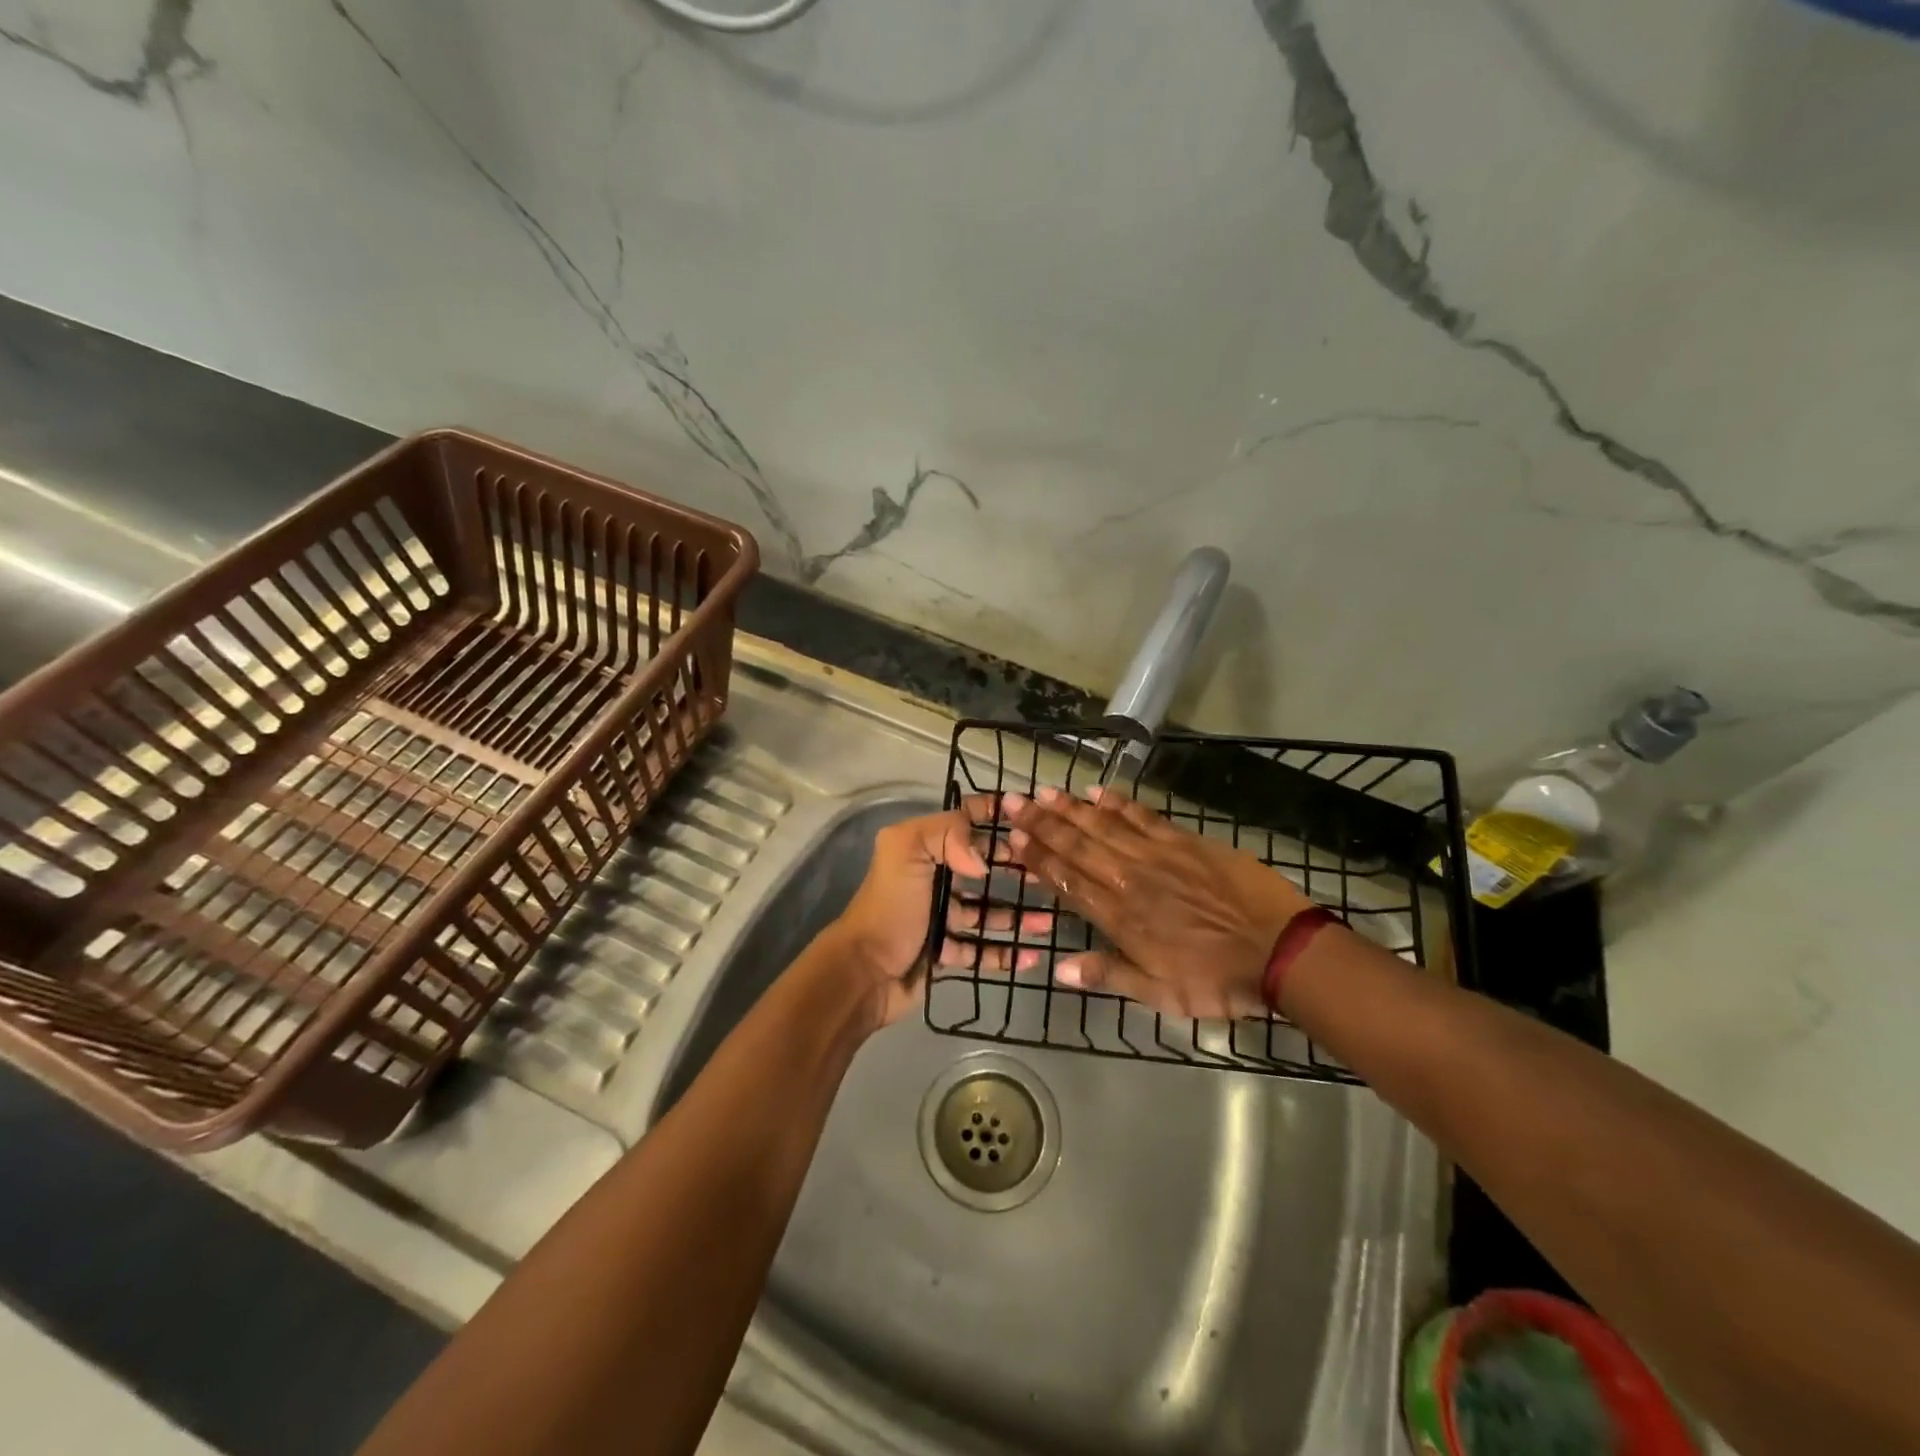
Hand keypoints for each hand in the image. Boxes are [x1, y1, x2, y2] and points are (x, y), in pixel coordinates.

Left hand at [828, 796, 1052, 1030]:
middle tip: (1049, 875)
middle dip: (1014, 869)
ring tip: (1048, 922)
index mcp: (922, 849)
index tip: (1031, 818)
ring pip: (987, 913)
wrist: (864, 973)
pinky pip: (981, 951)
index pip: (963, 821)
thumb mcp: (907, 852)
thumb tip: (984, 861)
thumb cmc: (890, 907)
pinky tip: (1031, 956)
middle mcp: (933, 878)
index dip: (993, 815)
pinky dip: (1005, 954)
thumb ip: (946, 834)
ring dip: (1017, 916)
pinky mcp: (945, 954)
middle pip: (981, 868)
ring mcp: (940, 918)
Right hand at [1004, 785, 1312, 1017]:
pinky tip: (1099, 791)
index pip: (1068, 880)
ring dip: (1072, 809)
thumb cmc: (1217, 980)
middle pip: (1078, 846)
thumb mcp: (1160, 993)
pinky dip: (1120, 802)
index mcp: (1120, 917)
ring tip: (1046, 792)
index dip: (1038, 858)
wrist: (1280, 951)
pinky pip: (1145, 816)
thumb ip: (1108, 975)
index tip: (1013, 837)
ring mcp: (1158, 855)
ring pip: (1104, 826)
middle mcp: (1130, 879)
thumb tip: (1058, 967)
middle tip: (1015, 800)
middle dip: (1042, 823)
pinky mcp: (1186, 842)